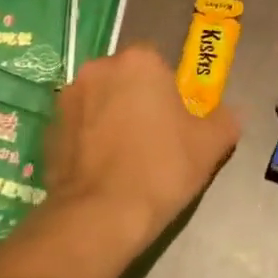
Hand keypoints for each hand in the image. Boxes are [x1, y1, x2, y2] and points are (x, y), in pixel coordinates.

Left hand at [43, 44, 240, 252]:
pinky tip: (102, 172)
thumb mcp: (210, 145)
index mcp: (139, 61)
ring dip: (110, 119)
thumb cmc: (161, 169)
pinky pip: (78, 127)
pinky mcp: (49, 129)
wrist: (100, 215)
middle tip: (153, 141)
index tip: (175, 124)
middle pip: (126, 80)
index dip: (169, 93)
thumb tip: (228, 114)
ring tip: (125, 160)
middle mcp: (98, 68)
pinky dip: (89, 142)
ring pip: (100, 102)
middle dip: (137, 101)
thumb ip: (225, 120)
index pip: (159, 65)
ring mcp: (68, 98)